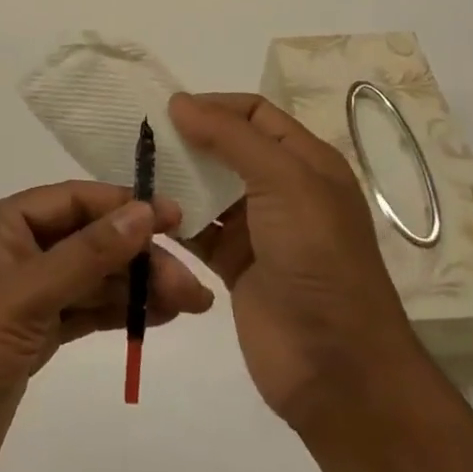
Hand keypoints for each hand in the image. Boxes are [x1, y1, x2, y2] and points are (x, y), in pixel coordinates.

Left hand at [0, 181, 212, 471]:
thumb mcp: (23, 298)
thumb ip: (86, 256)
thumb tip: (142, 211)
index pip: (73, 201)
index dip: (124, 206)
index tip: (177, 219)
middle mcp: (9, 252)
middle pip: (86, 241)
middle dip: (138, 257)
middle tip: (193, 285)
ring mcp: (18, 298)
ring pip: (87, 279)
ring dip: (134, 288)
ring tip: (191, 303)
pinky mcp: (26, 339)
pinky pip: (79, 313)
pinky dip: (115, 313)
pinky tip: (156, 319)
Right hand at [170, 92, 420, 433]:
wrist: (338, 369)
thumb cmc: (318, 260)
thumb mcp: (284, 183)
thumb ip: (232, 138)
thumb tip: (180, 102)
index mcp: (306, 162)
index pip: (255, 113)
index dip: (214, 106)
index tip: (168, 112)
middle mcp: (283, 189)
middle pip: (228, 148)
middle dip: (188, 140)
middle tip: (141, 140)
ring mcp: (258, 229)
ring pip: (209, 188)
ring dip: (176, 179)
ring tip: (134, 172)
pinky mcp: (236, 266)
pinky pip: (199, 230)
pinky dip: (174, 220)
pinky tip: (144, 214)